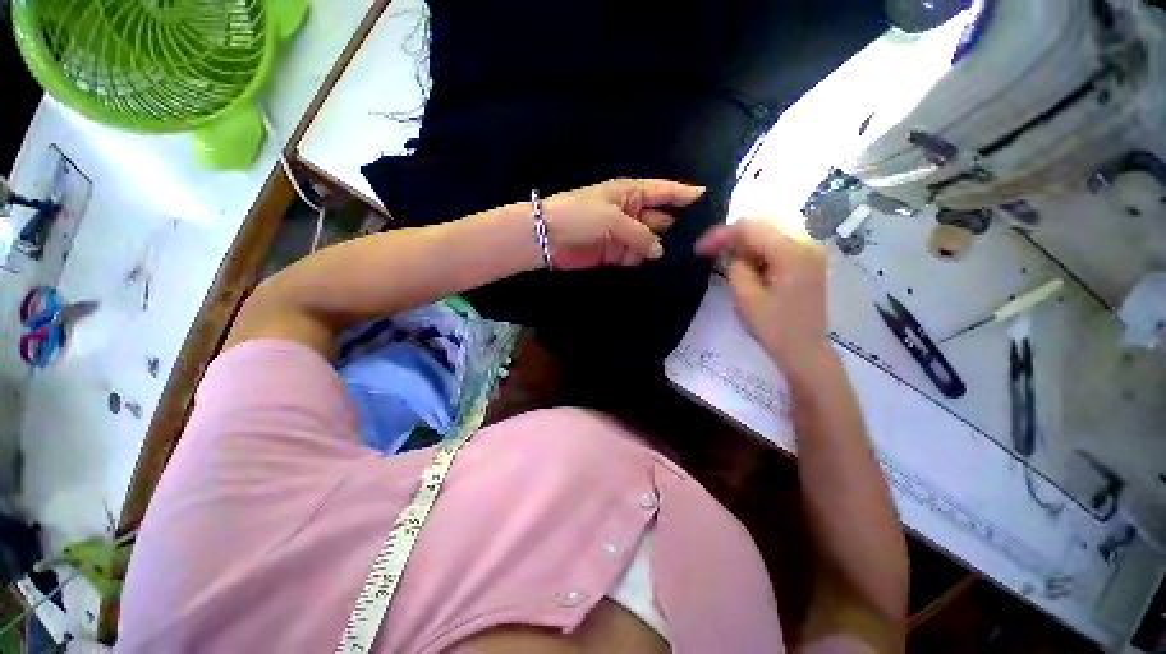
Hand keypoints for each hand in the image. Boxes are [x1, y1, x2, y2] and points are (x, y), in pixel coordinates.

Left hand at [541, 179, 703, 269]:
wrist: (543, 238)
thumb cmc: (578, 216)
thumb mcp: (613, 219)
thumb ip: (642, 235)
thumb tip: (661, 252)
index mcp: (633, 192)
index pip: (668, 191)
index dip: (689, 195)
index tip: (714, 202)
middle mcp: (635, 211)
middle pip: (667, 218)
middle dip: (686, 228)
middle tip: (713, 243)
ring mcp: (627, 234)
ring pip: (657, 240)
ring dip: (671, 249)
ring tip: (698, 260)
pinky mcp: (618, 255)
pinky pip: (642, 257)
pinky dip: (653, 264)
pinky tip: (673, 272)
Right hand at [695, 218, 832, 377]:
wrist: (808, 354)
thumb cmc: (778, 332)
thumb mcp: (747, 301)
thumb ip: (735, 268)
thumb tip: (732, 253)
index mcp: (790, 250)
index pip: (749, 228)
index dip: (721, 235)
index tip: (699, 250)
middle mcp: (805, 242)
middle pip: (762, 222)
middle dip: (736, 235)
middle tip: (713, 252)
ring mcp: (812, 249)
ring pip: (773, 228)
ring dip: (750, 239)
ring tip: (732, 257)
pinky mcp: (812, 259)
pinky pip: (784, 239)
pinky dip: (766, 245)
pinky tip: (754, 261)